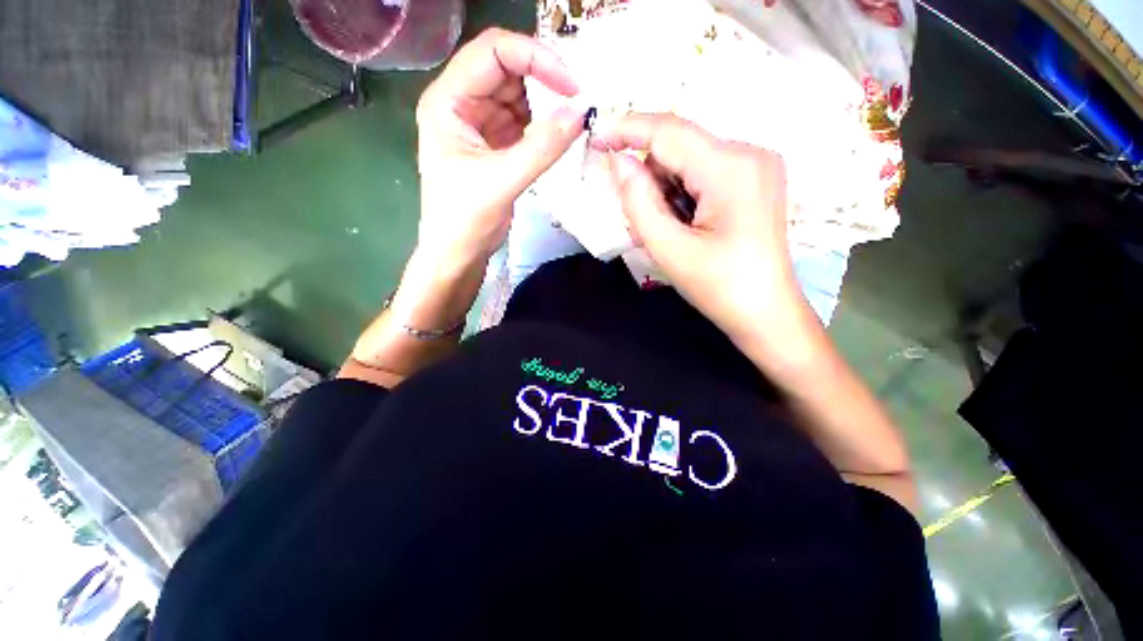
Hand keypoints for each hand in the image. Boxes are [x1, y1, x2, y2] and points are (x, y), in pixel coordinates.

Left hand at [415, 28, 584, 266]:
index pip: (493, 52)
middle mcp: (462, 104)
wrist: (457, 254)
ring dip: (546, 106)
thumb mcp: (502, 181)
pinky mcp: (495, 144)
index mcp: (448, 101)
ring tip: (570, 121)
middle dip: (543, 81)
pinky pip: (524, 123)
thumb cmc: (465, 220)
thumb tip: (580, 114)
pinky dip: (543, 127)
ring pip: (519, 97)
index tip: (571, 84)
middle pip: (507, 70)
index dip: (534, 57)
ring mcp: (480, 124)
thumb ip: (541, 149)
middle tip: (577, 101)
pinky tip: (558, 137)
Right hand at [592, 113, 812, 349]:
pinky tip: (684, 224)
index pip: (668, 131)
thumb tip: (618, 162)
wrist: (766, 313)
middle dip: (649, 177)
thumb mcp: (669, 249)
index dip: (627, 129)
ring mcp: (756, 165)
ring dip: (664, 189)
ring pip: (689, 160)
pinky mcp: (754, 180)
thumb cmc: (719, 287)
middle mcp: (749, 153)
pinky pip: (703, 172)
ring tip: (667, 230)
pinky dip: (682, 193)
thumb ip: (637, 202)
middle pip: (679, 147)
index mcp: (730, 168)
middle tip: (639, 220)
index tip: (595, 139)